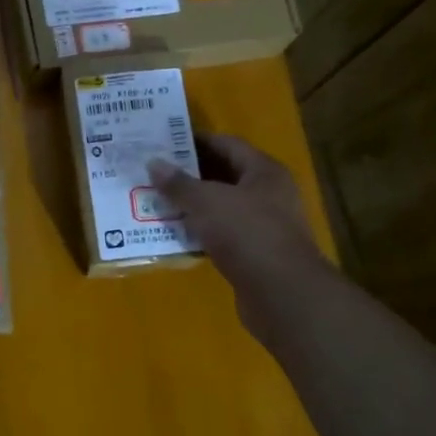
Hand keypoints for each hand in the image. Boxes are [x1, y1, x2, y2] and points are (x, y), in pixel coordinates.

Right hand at [148, 134, 319, 344]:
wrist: (282, 294)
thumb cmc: (247, 234)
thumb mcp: (206, 202)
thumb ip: (178, 183)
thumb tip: (153, 162)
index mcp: (264, 171)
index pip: (226, 144)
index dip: (194, 141)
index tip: (162, 142)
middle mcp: (269, 194)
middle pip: (224, 175)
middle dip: (189, 174)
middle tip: (154, 172)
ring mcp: (264, 226)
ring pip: (221, 207)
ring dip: (192, 206)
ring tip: (156, 201)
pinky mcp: (255, 254)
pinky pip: (222, 235)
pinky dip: (199, 232)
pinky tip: (173, 234)